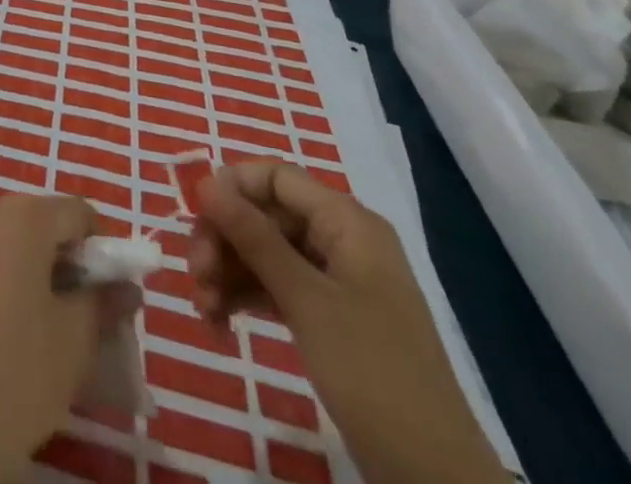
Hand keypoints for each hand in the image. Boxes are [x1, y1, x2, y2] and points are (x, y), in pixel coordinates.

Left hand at [0, 194, 136, 483]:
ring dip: (11, 266)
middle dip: (52, 255)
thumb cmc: (21, 372)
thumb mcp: (76, 340)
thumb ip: (102, 302)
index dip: (97, 242)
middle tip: (67, 306)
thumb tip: (126, 288)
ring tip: (20, 319)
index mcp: (21, 219)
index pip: (73, 211)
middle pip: (28, 222)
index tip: (104, 283)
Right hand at [188, 162, 504, 483]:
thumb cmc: (372, 373)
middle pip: (263, 214)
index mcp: (346, 222)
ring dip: (227, 272)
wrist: (434, 479)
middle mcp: (340, 240)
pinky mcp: (328, 317)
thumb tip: (206, 183)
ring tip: (204, 310)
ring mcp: (335, 280)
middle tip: (196, 274)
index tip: (196, 217)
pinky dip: (244, 297)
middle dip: (223, 239)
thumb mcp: (306, 300)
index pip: (275, 176)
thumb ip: (254, 237)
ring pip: (263, 252)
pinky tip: (218, 322)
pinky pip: (274, 286)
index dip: (232, 187)